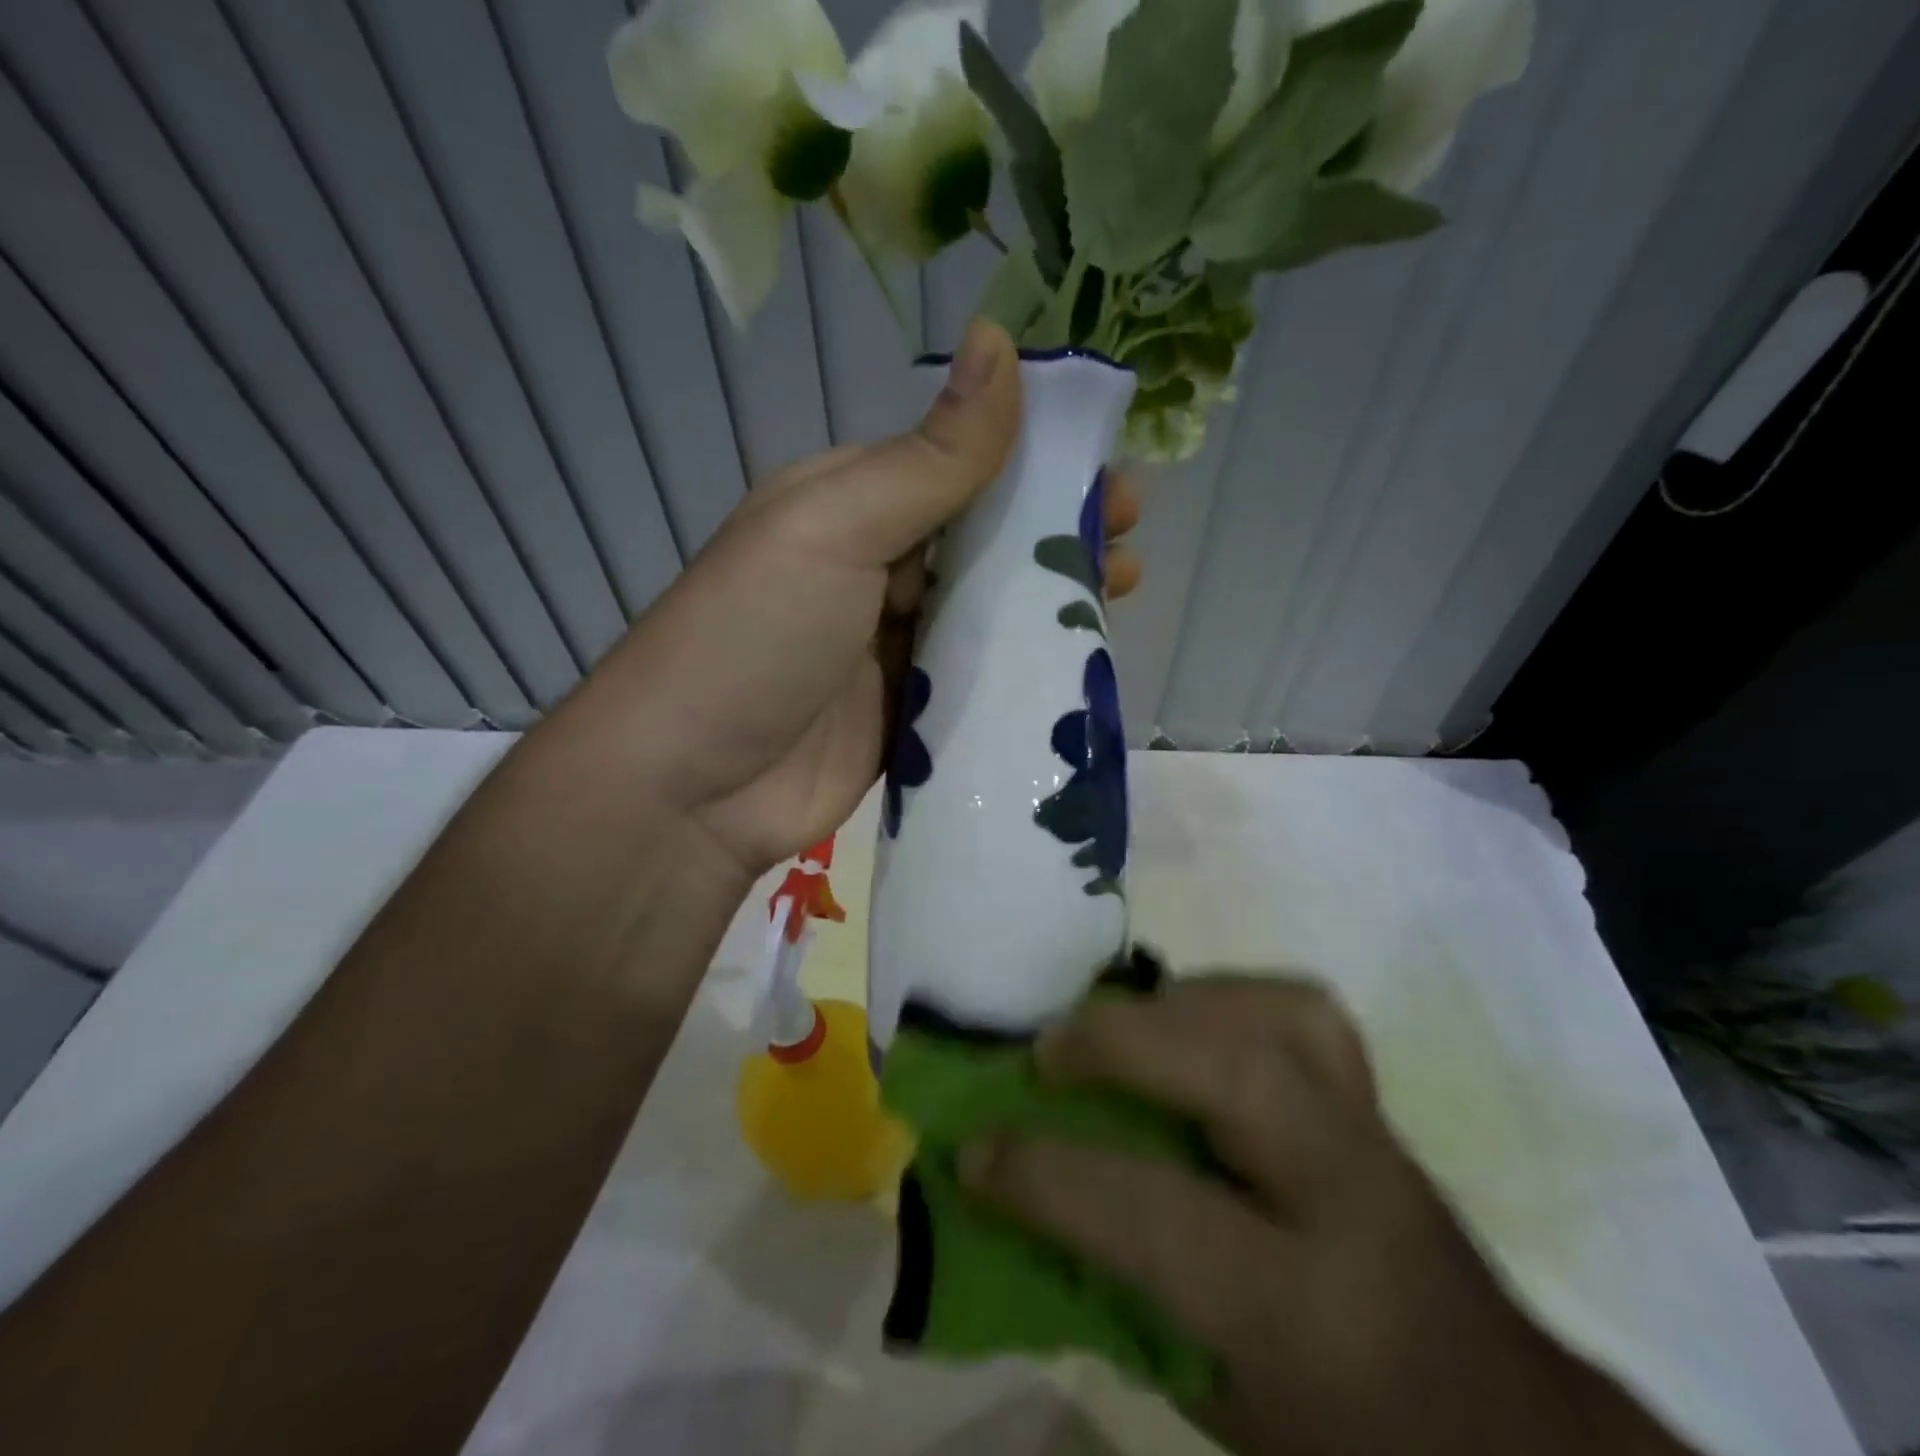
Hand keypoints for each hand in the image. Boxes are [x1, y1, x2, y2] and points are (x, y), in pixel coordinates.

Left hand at [573, 319, 1142, 879]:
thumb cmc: (756, 637)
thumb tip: (999, 341)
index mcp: (852, 504)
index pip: (958, 464)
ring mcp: (893, 646)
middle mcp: (875, 568)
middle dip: (1057, 533)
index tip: (1109, 468)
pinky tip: (1079, 662)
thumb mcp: (836, 528)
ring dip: (1051, 599)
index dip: (1036, 460)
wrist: (693, 788)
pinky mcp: (909, 713)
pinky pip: (977, 678)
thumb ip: (929, 458)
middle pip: (982, 538)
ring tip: (1123, 592)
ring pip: (988, 609)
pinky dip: (1025, 667)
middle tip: (1129, 539)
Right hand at [959, 977, 1695, 1455]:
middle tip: (1046, 1051)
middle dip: (1123, 1044)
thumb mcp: (1213, 1406)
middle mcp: (1351, 1202)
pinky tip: (1190, 1020)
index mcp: (1304, 1317)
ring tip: (1117, 1028)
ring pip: (1280, 1018)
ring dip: (1176, 1006)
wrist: (1503, 1431)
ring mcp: (1376, 1134)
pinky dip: (1231, 997)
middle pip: (1240, 1077)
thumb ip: (1114, 1293)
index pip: (1154, 1215)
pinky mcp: (1379, 1099)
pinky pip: (1301, 1008)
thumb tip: (1017, 1199)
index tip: (974, 1152)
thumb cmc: (1341, 1441)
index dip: (1046, 1176)